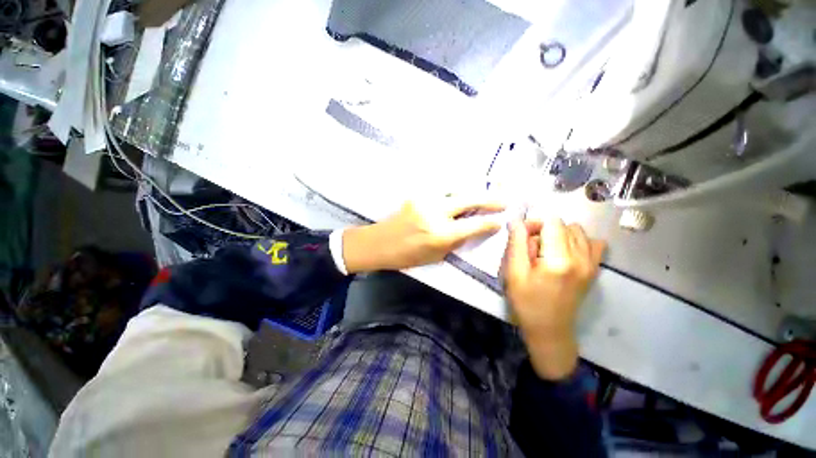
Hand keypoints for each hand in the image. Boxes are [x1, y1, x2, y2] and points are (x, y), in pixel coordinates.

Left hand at [343, 198, 504, 273]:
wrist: (379, 243)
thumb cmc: (407, 256)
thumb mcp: (436, 256)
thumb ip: (455, 241)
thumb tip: (472, 228)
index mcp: (440, 234)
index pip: (473, 226)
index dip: (489, 223)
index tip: (501, 221)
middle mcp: (435, 213)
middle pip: (468, 200)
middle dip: (489, 200)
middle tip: (503, 201)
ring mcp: (425, 200)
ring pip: (456, 191)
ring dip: (471, 194)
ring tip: (482, 197)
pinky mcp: (417, 195)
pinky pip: (442, 191)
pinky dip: (455, 193)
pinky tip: (459, 197)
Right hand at [504, 219, 605, 379]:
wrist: (549, 330)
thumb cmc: (526, 302)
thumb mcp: (514, 273)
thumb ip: (516, 243)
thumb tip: (517, 221)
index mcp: (559, 260)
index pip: (552, 222)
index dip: (534, 224)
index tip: (522, 237)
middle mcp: (581, 258)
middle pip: (564, 225)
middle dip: (544, 229)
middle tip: (531, 249)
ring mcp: (591, 264)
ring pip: (577, 231)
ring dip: (559, 235)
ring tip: (547, 251)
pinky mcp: (594, 269)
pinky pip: (594, 243)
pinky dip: (578, 241)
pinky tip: (565, 252)